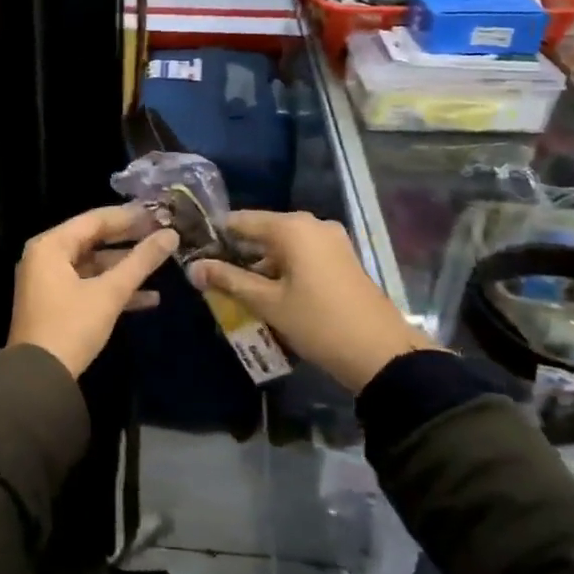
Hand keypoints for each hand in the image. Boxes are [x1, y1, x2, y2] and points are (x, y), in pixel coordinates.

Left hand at [8, 205, 179, 378]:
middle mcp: (46, 257)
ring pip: (94, 265)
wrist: (39, 379)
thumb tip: (171, 235)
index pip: (95, 220)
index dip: (129, 216)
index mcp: (51, 246)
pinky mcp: (57, 305)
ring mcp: (50, 282)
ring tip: (162, 263)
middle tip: (163, 233)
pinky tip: (150, 298)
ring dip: (125, 267)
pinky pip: (89, 286)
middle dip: (130, 240)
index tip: (160, 213)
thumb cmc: (71, 326)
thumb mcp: (110, 292)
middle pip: (94, 240)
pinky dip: (114, 289)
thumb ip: (141, 261)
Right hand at [187, 210, 432, 391]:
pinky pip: (303, 254)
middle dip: (239, 253)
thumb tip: (193, 268)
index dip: (217, 236)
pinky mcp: (342, 258)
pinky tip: (270, 293)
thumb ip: (228, 280)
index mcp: (292, 227)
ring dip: (261, 264)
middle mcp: (312, 224)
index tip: (196, 253)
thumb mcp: (268, 303)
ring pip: (284, 245)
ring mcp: (331, 240)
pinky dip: (284, 269)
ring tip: (238, 290)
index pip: (242, 221)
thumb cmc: (318, 323)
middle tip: (214, 277)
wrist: (380, 352)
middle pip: (264, 231)